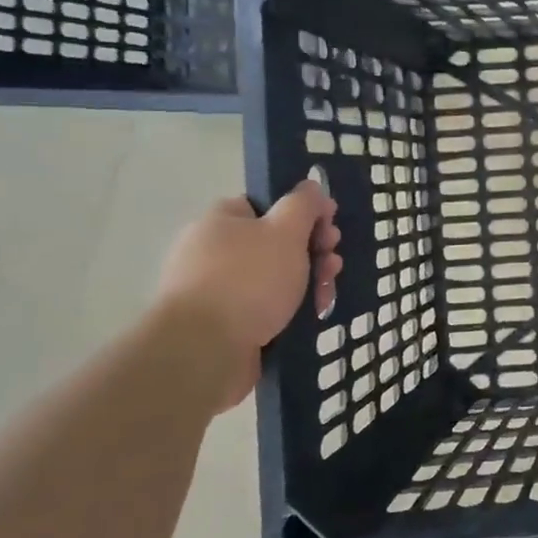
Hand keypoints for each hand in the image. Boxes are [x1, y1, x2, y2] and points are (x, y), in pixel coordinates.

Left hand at [157, 180, 341, 411]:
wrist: (204, 351)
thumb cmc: (248, 280)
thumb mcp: (285, 231)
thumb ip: (303, 204)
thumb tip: (310, 186)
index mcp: (221, 222)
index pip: (266, 205)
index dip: (303, 213)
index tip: (330, 225)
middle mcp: (214, 251)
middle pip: (276, 242)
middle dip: (313, 250)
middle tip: (332, 261)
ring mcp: (218, 290)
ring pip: (276, 277)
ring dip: (309, 280)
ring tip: (326, 294)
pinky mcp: (226, 324)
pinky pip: (267, 307)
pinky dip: (292, 309)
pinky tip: (312, 315)